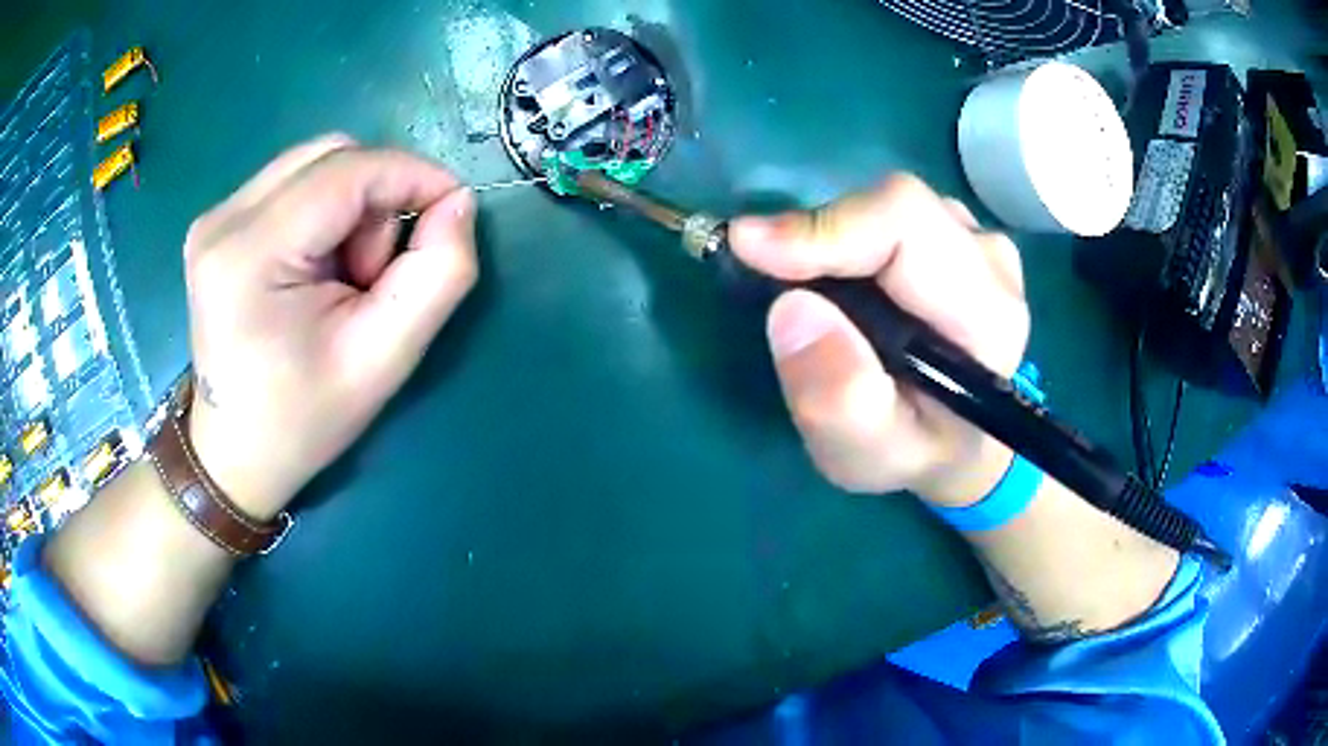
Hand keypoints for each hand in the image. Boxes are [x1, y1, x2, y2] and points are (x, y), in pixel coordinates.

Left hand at [182, 135, 477, 519]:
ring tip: (343, 276)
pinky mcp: (217, 223)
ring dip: (351, 206)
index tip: (454, 209)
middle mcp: (223, 219)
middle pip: (330, 156)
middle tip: (375, 272)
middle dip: (376, 197)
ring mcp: (215, 218)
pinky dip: (325, 212)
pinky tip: (316, 267)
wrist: (235, 453)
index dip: (413, 175)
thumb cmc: (305, 418)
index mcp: (250, 254)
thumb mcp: (386, 359)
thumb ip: (438, 273)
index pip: (348, 171)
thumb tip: (457, 201)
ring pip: (314, 164)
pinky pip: (293, 184)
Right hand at [730, 175, 1029, 506]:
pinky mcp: (957, 234)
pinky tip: (844, 288)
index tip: (750, 247)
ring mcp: (977, 240)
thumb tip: (792, 308)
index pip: (907, 227)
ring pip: (887, 208)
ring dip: (834, 242)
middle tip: (766, 274)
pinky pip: (888, 215)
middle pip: (894, 207)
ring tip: (816, 297)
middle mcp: (992, 262)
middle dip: (821, 235)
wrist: (958, 442)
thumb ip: (839, 400)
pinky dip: (848, 241)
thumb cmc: (917, 452)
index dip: (827, 227)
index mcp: (987, 314)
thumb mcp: (869, 453)